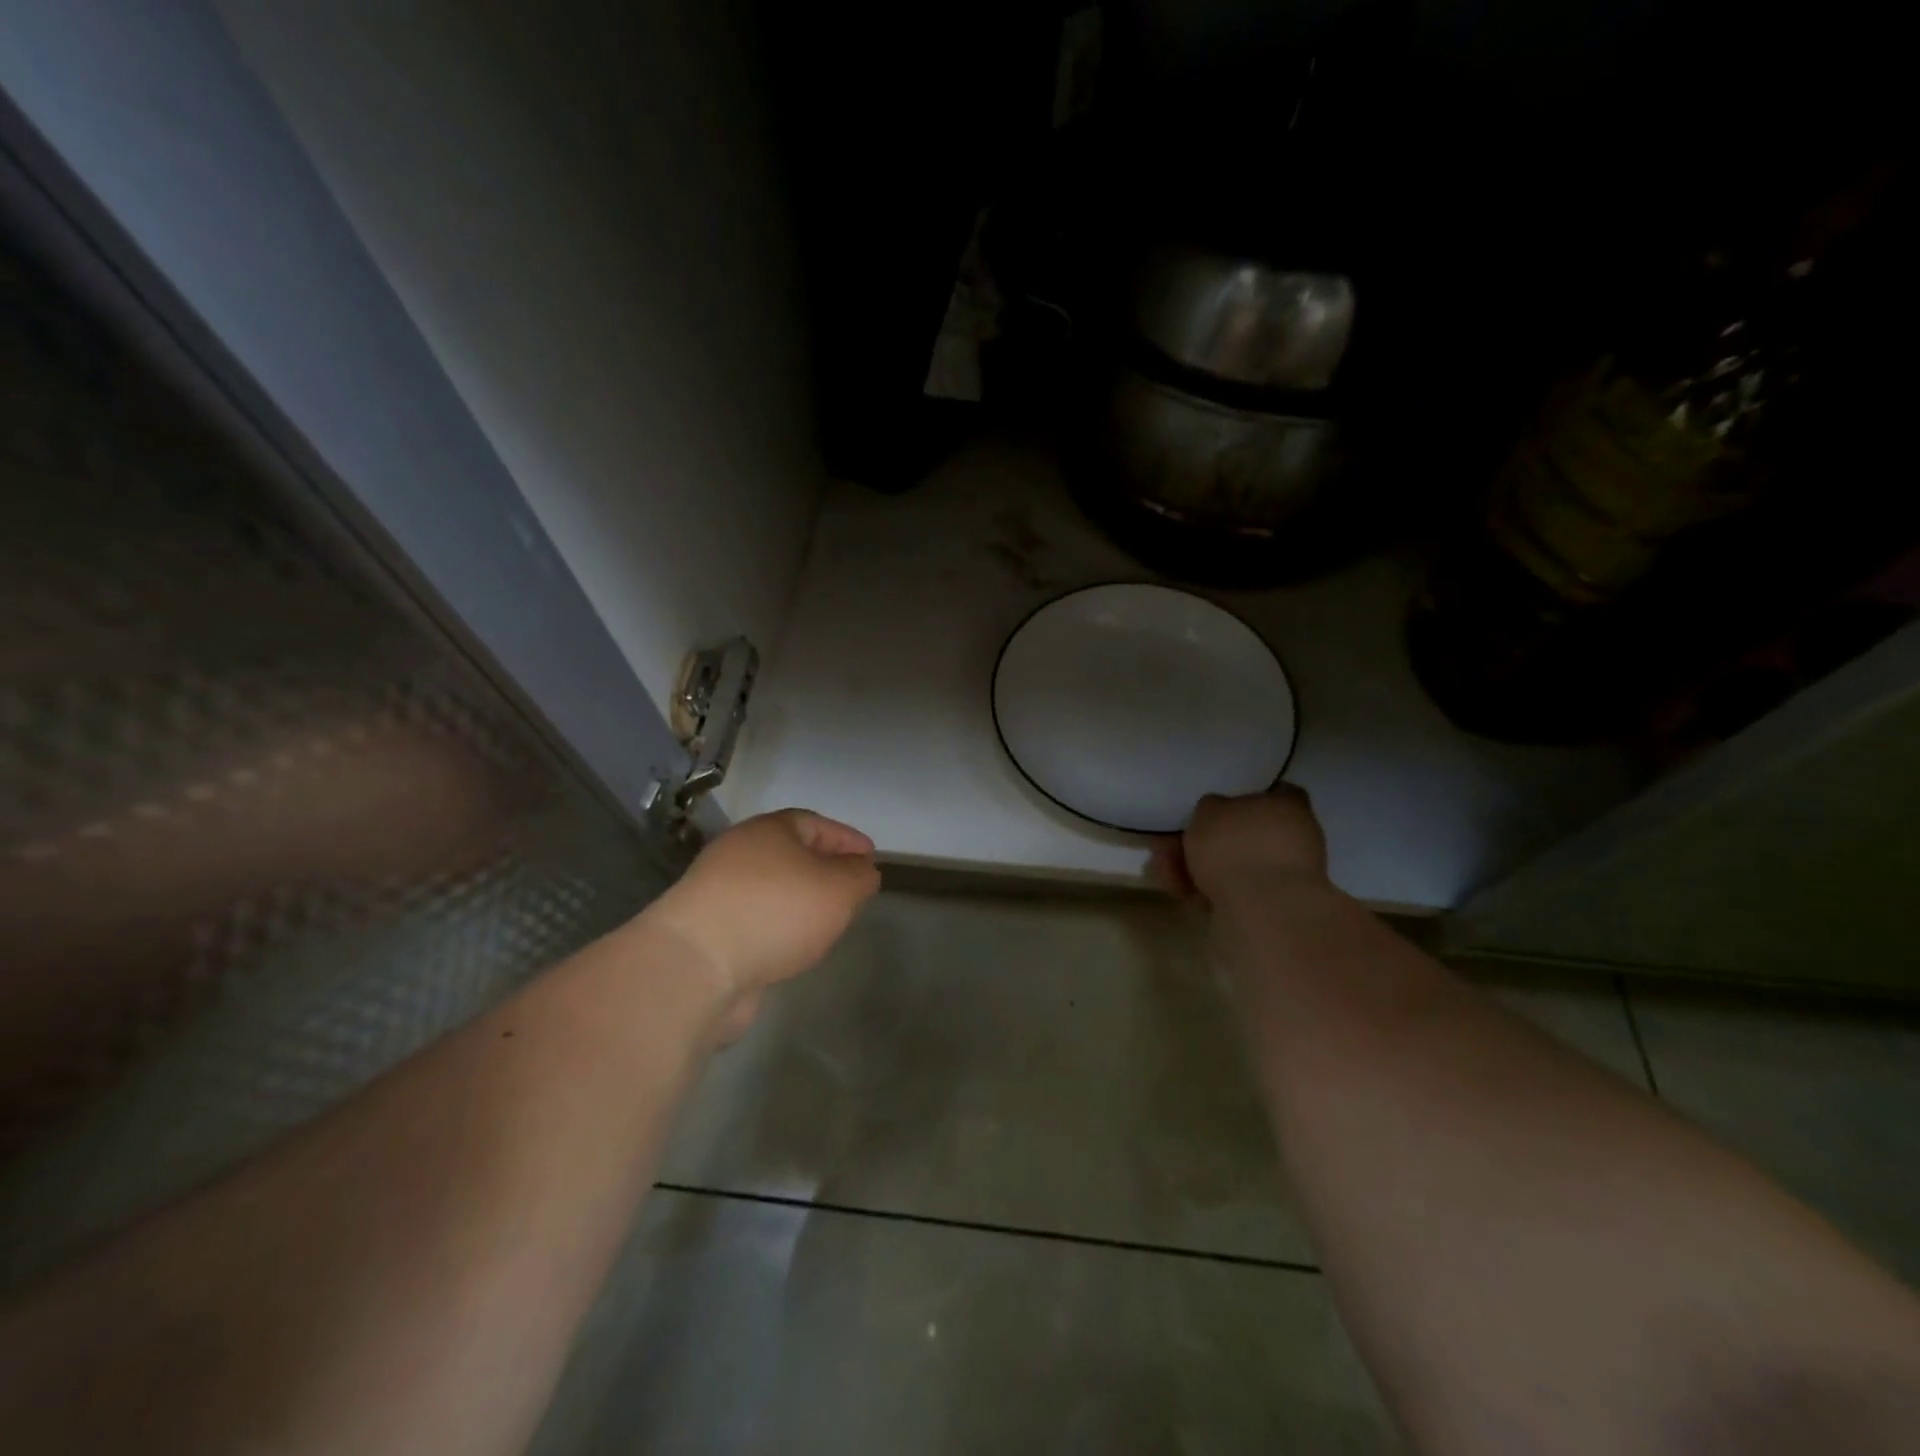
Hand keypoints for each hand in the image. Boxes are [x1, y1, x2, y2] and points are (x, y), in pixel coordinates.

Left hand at [645, 809, 879, 1004]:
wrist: (697, 965)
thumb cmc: (776, 911)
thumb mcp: (839, 889)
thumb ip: (859, 877)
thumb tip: (862, 871)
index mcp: (769, 830)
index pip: (816, 823)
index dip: (846, 839)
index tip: (871, 858)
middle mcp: (740, 853)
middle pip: (790, 854)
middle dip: (824, 869)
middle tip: (851, 890)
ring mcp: (718, 892)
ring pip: (773, 888)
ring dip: (801, 901)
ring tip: (827, 921)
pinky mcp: (708, 930)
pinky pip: (756, 919)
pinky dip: (779, 926)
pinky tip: (794, 945)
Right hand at [1151, 787, 1328, 903]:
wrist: (1264, 912)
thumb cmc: (1236, 847)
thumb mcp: (1209, 811)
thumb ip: (1212, 807)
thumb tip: (1216, 810)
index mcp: (1290, 803)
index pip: (1270, 792)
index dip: (1239, 799)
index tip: (1212, 811)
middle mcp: (1298, 836)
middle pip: (1249, 833)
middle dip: (1212, 841)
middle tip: (1177, 847)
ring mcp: (1290, 875)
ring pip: (1240, 865)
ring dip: (1206, 868)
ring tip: (1172, 875)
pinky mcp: (1276, 906)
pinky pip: (1238, 890)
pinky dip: (1214, 891)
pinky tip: (1187, 893)